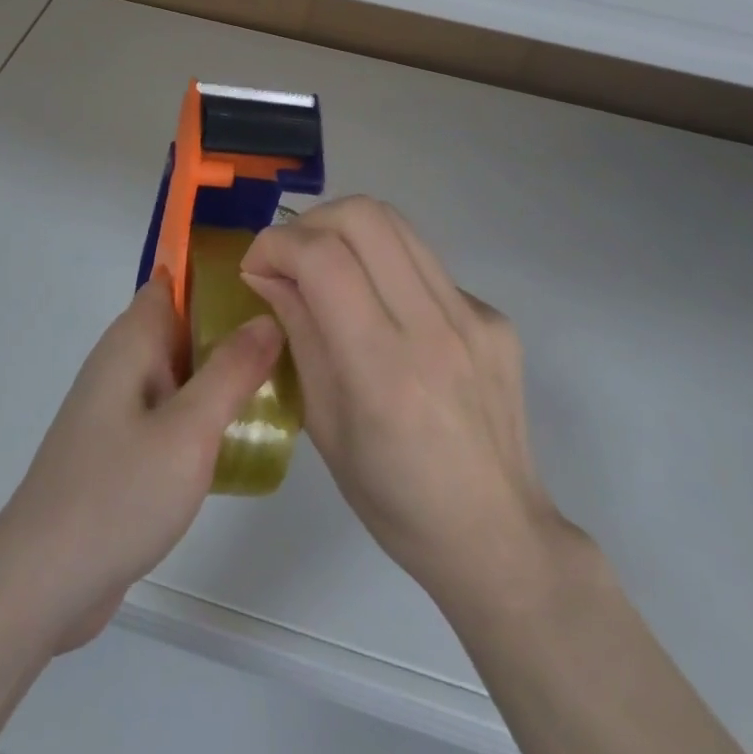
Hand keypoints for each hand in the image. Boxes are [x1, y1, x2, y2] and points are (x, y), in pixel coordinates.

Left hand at [0, 279, 281, 652]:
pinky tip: (236, 437)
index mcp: (130, 343)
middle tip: (288, 338)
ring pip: (176, 372)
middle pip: (178, 326)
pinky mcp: (118, 447)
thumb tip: (266, 318)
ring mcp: (116, 408)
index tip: (264, 282)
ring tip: (277, 383)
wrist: (45, 579)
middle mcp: (120, 364)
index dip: (212, 274)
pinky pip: (167, 411)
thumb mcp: (189, 430)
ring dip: (217, 373)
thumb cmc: (119, 492)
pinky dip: (199, 412)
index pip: (170, 282)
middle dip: (226, 327)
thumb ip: (231, 371)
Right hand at [241, 197, 572, 603]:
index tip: (255, 266)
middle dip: (310, 223)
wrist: (497, 536)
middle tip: (290, 259)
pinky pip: (424, 261)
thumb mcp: (322, 423)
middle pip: (363, 217)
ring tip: (326, 266)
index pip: (323, 259)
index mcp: (383, 369)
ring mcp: (472, 317)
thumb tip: (265, 272)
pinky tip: (381, 308)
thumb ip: (297, 332)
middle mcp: (433, 328)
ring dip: (345, 230)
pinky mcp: (494, 316)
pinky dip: (385, 265)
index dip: (275, 245)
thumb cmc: (393, 499)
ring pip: (396, 223)